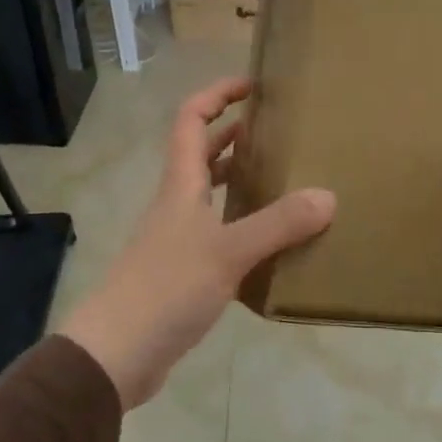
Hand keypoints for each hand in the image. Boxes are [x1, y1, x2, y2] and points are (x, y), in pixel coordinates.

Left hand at [60, 77, 334, 409]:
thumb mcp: (227, 252)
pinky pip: (217, 234)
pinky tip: (271, 243)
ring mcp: (176, 240)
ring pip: (209, 196)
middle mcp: (176, 205)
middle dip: (233, 134)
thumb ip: (277, 224)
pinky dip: (242, 226)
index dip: (217, 95)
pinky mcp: (182, 273)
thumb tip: (328, 197)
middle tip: (277, 130)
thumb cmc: (165, 289)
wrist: (114, 355)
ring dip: (238, 179)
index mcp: (181, 186)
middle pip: (200, 154)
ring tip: (282, 178)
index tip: (253, 85)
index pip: (191, 120)